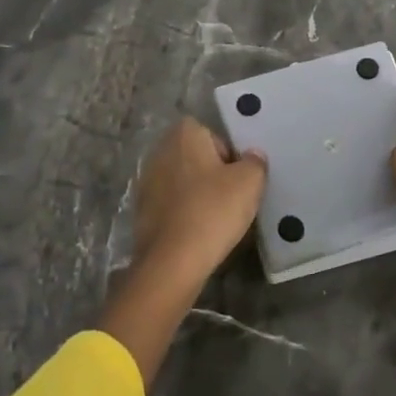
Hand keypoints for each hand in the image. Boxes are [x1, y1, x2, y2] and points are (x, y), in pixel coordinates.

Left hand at [129, 117, 267, 279]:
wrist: (171, 262)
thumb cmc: (213, 211)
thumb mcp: (249, 182)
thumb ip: (255, 162)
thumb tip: (252, 156)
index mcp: (183, 135)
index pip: (212, 133)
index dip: (229, 153)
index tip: (239, 177)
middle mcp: (160, 151)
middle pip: (196, 157)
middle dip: (213, 173)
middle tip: (232, 197)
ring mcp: (146, 181)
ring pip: (183, 182)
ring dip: (198, 194)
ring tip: (216, 218)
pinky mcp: (141, 211)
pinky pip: (172, 205)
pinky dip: (184, 213)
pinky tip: (197, 233)